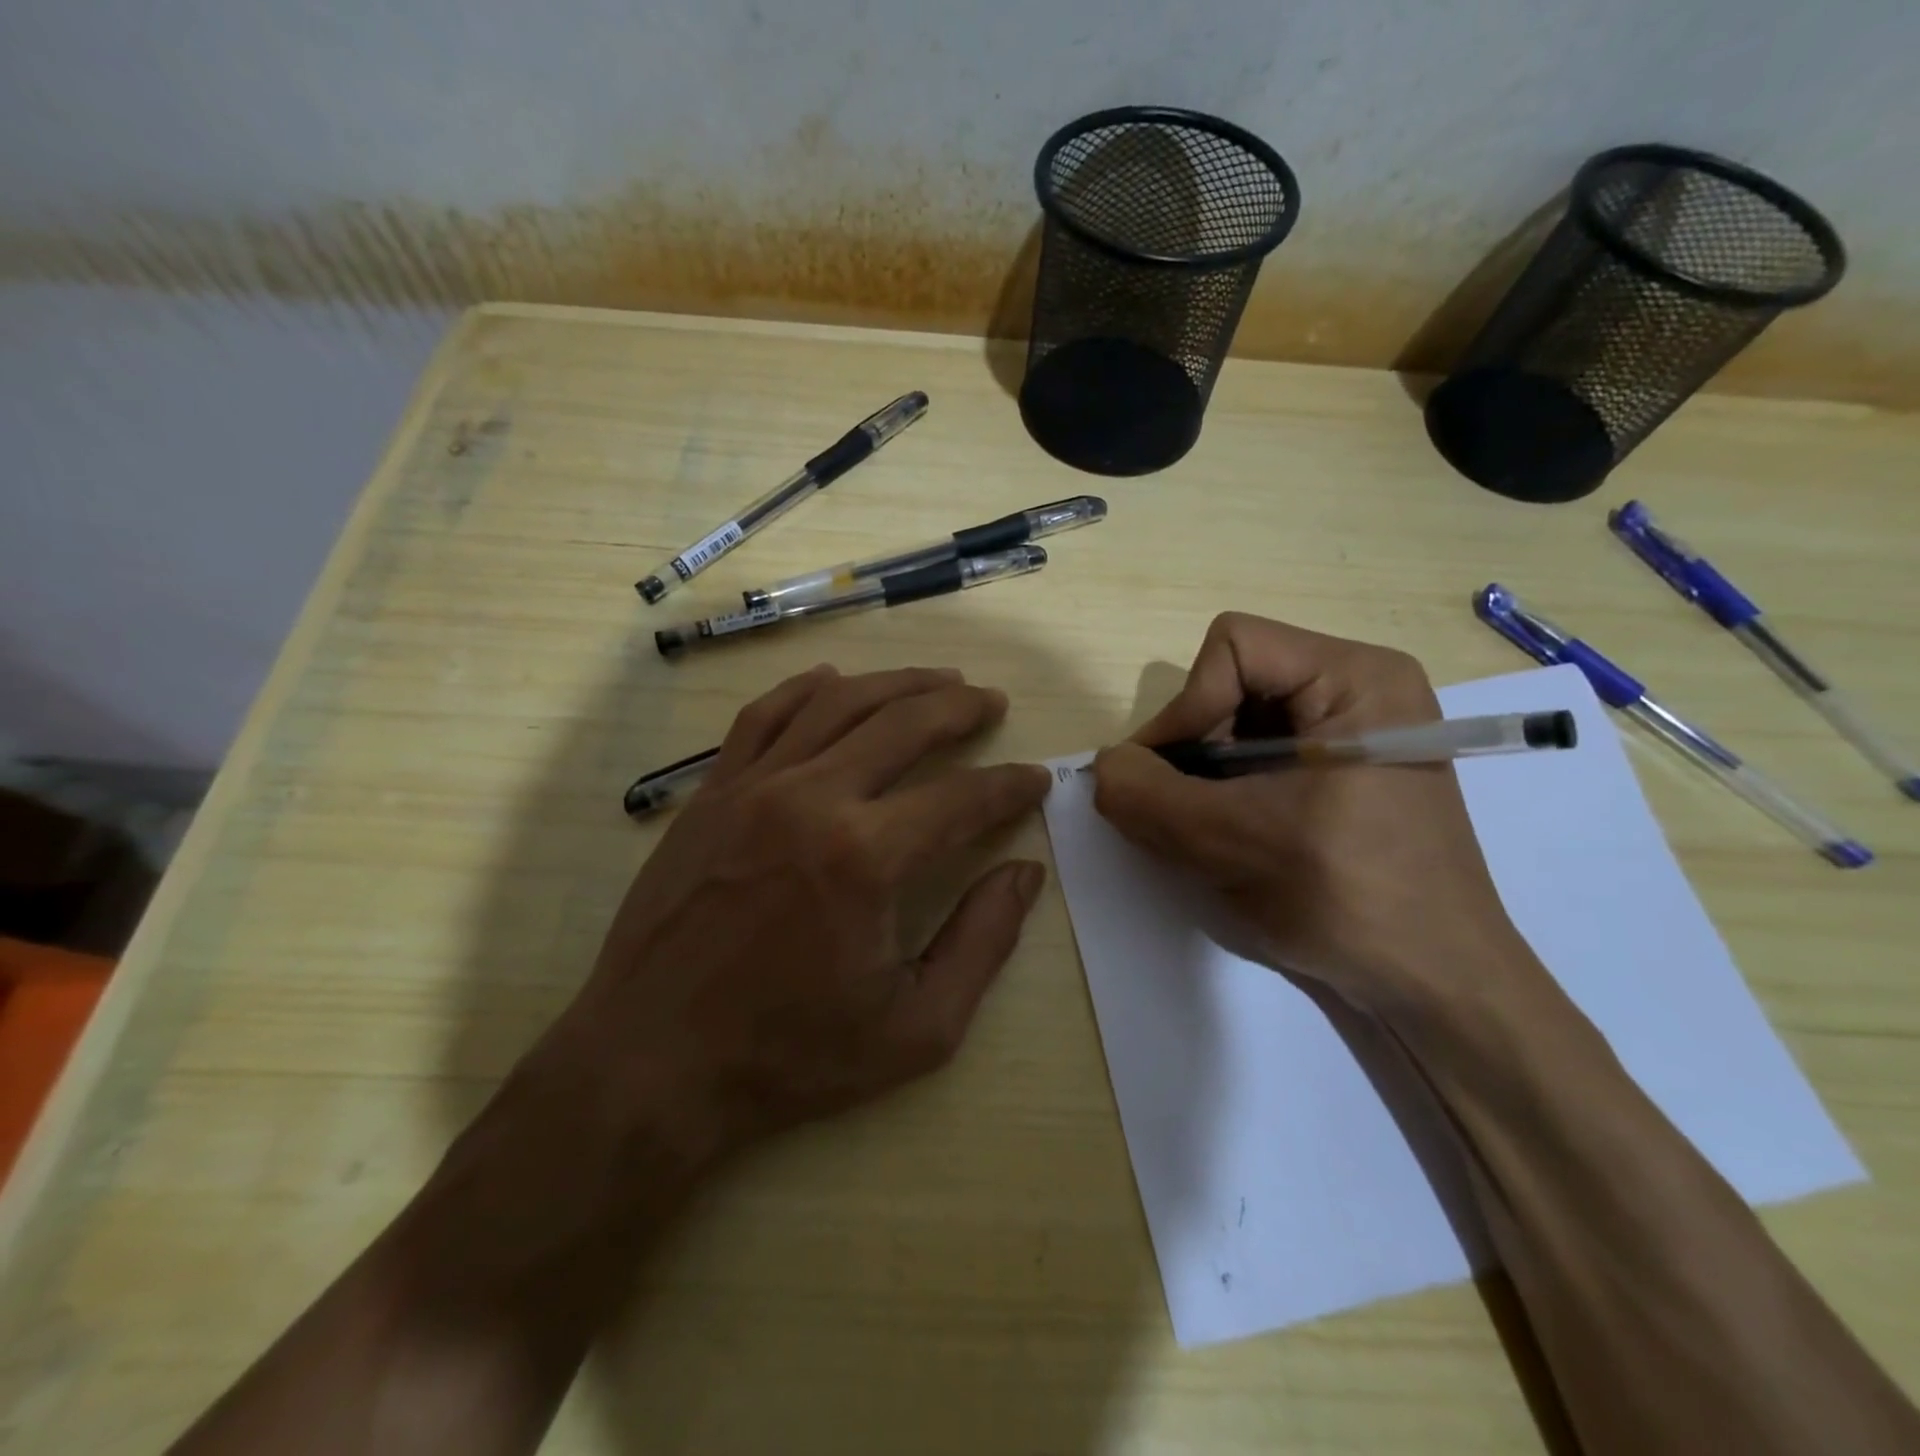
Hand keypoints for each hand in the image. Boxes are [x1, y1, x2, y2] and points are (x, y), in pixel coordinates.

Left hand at [535, 664, 1048, 1178]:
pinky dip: (806, 688)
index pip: (961, 798)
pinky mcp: (711, 793)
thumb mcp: (914, 1028)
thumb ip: (982, 942)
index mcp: (865, 858)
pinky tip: (834, 679)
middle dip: (959, 708)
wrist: (652, 1063)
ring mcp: (753, 787)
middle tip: (991, 702)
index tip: (1035, 778)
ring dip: (896, 683)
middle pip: (903, 724)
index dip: (1008, 785)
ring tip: (937, 681)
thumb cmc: (789, 1056)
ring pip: (837, 703)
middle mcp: (811, 799)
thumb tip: (1025, 873)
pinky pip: (764, 716)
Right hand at [1092, 613, 1540, 1018]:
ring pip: (1235, 725)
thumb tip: (1102, 767)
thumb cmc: (1350, 902)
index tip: (1167, 781)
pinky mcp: (1340, 774)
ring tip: (1207, 836)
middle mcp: (1358, 690)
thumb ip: (1148, 796)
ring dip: (1202, 779)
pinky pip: (1255, 758)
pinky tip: (1231, 841)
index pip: (1232, 648)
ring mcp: (1351, 734)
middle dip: (1192, 749)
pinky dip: (1224, 794)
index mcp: (1357, 679)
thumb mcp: (1231, 844)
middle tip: (1178, 814)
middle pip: (1231, 684)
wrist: (1435, 989)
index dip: (1186, 708)